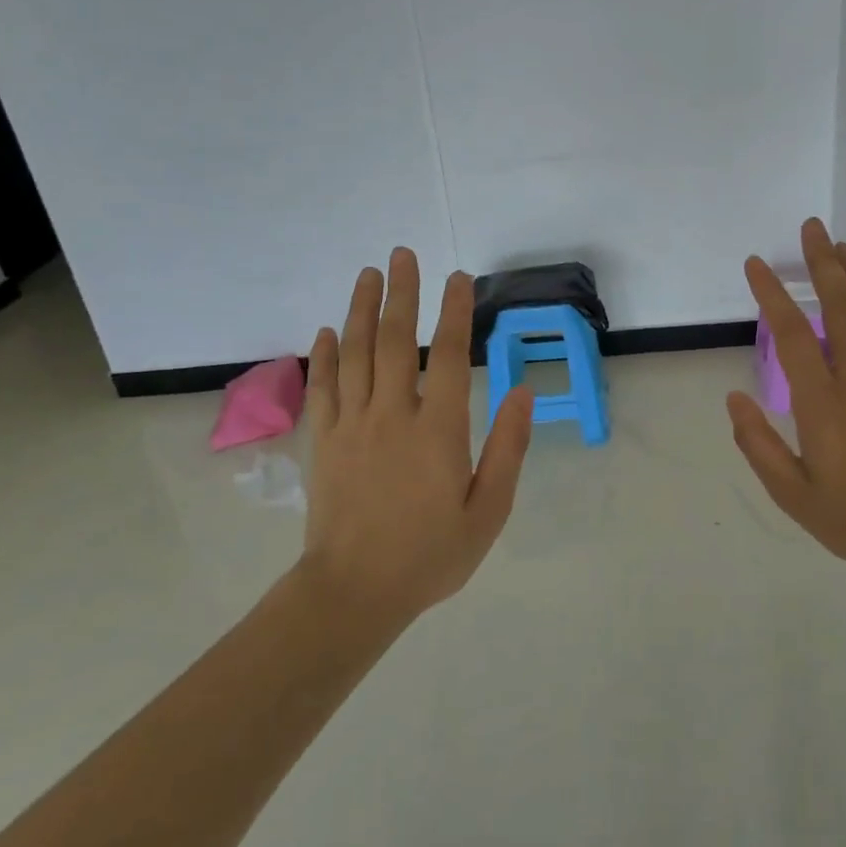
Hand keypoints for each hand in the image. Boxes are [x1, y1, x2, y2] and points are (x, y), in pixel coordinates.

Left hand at [304, 248, 533, 622]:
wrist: (354, 592)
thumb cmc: (430, 554)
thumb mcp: (488, 510)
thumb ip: (508, 448)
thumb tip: (523, 393)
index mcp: (437, 431)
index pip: (445, 355)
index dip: (453, 312)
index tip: (458, 278)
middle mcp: (391, 416)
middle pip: (393, 341)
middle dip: (401, 293)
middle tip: (402, 254)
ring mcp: (351, 426)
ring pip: (354, 354)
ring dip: (360, 309)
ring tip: (368, 274)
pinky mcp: (324, 442)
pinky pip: (322, 387)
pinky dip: (324, 355)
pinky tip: (326, 330)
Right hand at [727, 218, 845, 581]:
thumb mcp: (793, 494)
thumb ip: (758, 445)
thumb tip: (734, 398)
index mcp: (823, 403)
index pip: (792, 334)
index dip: (772, 294)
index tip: (757, 265)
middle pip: (841, 306)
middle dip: (823, 263)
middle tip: (812, 228)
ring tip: (840, 246)